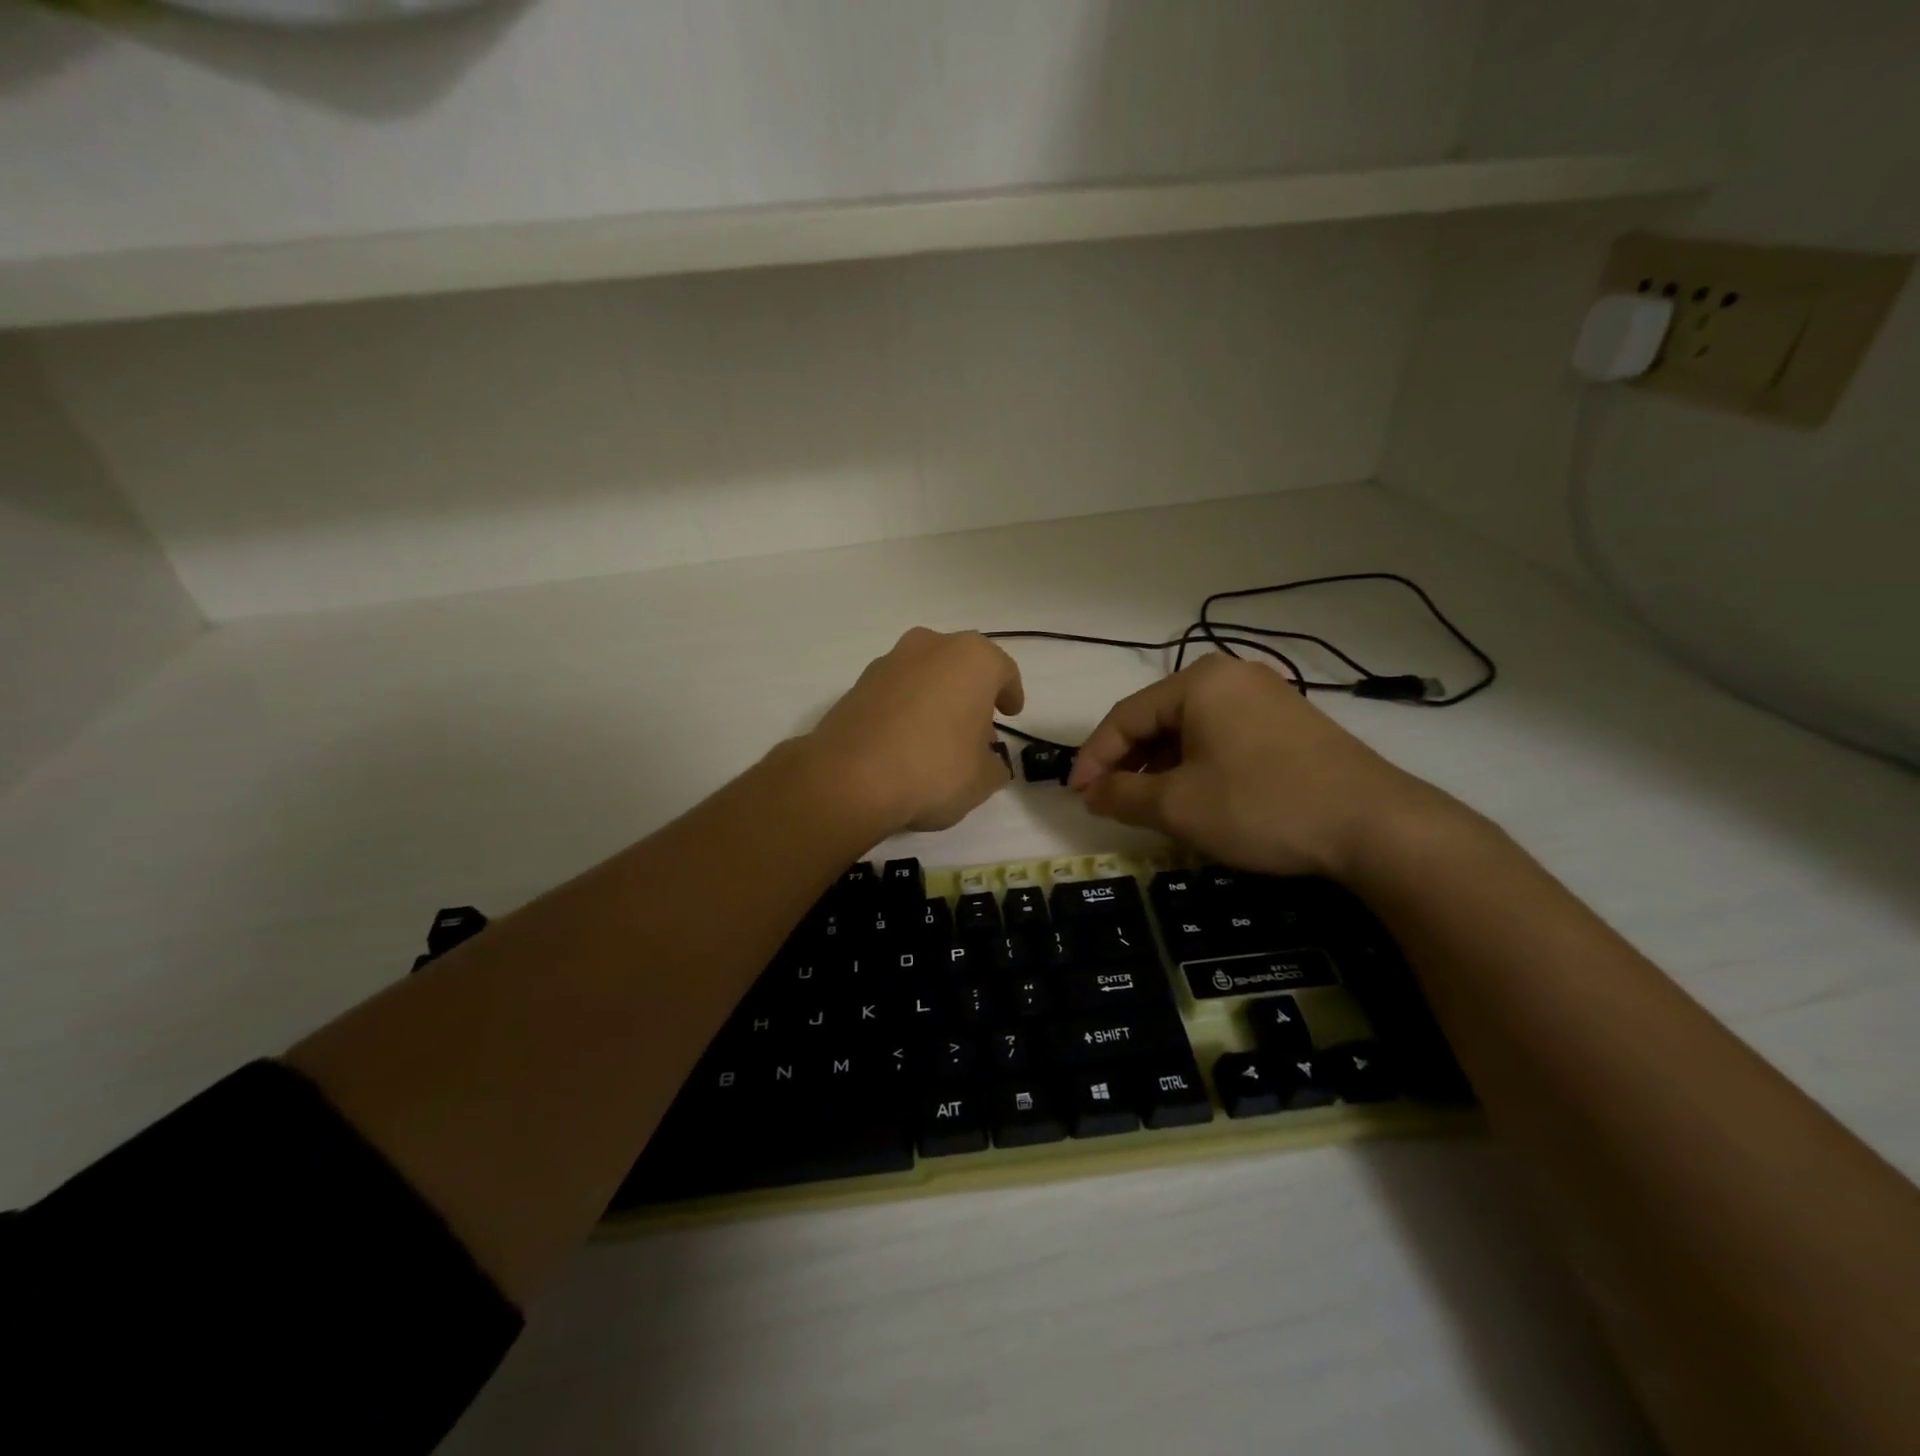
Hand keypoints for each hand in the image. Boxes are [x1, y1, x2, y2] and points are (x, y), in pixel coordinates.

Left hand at [807, 627, 1023, 833]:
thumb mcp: (982, 779)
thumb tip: (988, 761)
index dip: (1011, 693)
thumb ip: (994, 765)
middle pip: (961, 666)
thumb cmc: (934, 770)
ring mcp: (889, 661)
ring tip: (938, 736)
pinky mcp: (857, 684)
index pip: (1003, 671)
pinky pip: (895, 692)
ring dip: (936, 697)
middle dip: (971, 692)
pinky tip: (905, 741)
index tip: (1011, 712)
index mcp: (972, 658)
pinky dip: (905, 708)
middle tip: (977, 725)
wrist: (850, 779)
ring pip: (925, 674)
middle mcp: (931, 646)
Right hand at [1068, 654, 1450, 878]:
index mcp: (1199, 682)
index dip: (1094, 758)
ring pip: (1191, 730)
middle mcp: (1232, 676)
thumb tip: (1092, 794)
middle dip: (1128, 762)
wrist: (1374, 825)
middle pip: (1158, 719)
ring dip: (1161, 767)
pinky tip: (1196, 796)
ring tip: (1148, 804)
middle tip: (1108, 801)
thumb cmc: (1261, 806)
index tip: (1076, 796)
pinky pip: (1224, 738)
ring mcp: (1267, 697)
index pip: (1124, 716)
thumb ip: (1123, 795)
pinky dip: (1197, 765)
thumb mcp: (1178, 806)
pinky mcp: (1291, 724)